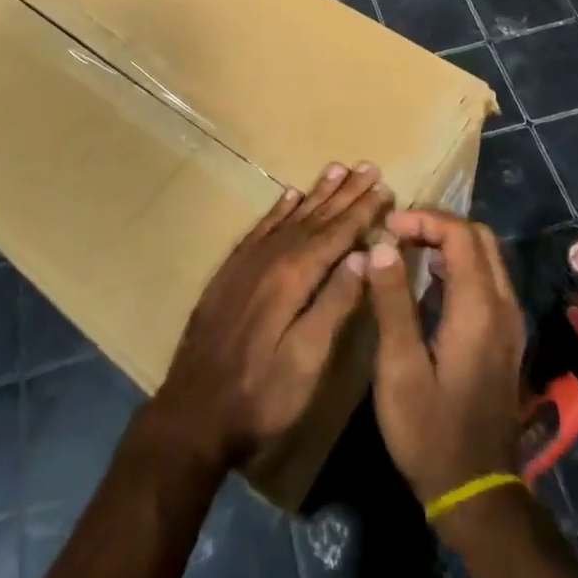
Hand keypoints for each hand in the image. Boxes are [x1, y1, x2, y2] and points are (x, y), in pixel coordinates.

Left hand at [147, 162, 390, 474]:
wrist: (194, 411)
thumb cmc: (261, 395)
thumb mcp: (307, 360)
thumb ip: (334, 304)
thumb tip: (364, 256)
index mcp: (293, 277)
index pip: (336, 235)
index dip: (362, 211)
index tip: (384, 187)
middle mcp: (270, 258)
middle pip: (314, 218)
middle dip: (344, 193)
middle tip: (367, 166)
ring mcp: (247, 262)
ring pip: (289, 217)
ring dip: (315, 194)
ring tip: (336, 169)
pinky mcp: (230, 272)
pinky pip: (260, 229)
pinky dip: (278, 210)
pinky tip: (289, 196)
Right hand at [366, 209, 526, 505]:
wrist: (476, 491)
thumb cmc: (430, 431)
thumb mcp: (399, 367)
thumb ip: (391, 301)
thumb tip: (380, 245)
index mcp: (478, 308)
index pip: (460, 234)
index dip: (423, 220)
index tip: (386, 228)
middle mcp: (503, 306)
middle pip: (479, 237)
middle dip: (437, 225)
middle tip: (396, 234)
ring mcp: (509, 323)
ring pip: (487, 257)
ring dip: (449, 242)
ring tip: (406, 250)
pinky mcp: (506, 337)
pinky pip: (488, 279)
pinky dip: (459, 264)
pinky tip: (428, 282)